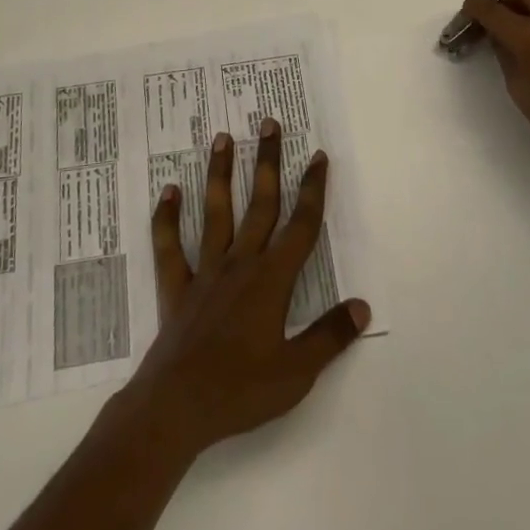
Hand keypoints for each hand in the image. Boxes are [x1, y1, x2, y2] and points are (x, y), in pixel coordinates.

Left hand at [126, 118, 370, 458]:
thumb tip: (362, 306)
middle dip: (268, 162)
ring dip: (220, 173)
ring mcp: (206, 270)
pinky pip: (170, 245)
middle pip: (260, 203)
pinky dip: (167, 218)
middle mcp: (240, 262)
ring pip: (216, 211)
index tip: (318, 155)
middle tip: (269, 123)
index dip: (313, 189)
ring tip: (222, 137)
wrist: (178, 406)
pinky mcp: (177, 286)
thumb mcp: (297, 372)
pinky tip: (167, 191)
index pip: (301, 225)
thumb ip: (330, 336)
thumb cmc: (241, 390)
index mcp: (272, 279)